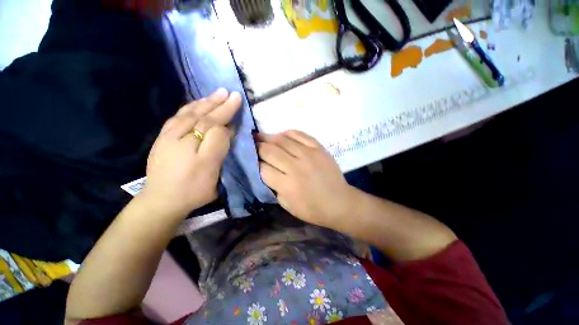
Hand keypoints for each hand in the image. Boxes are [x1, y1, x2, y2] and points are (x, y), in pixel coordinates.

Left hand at [141, 89, 240, 216]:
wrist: (161, 199)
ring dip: (206, 102)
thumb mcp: (212, 175)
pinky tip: (197, 103)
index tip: (238, 105)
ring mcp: (169, 136)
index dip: (227, 116)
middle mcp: (182, 137)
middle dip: (219, 104)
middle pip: (203, 117)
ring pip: (190, 113)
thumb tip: (226, 131)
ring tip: (218, 93)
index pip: (215, 127)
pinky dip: (190, 107)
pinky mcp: (163, 137)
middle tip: (231, 93)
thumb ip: (219, 149)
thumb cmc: (193, 189)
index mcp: (197, 148)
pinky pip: (178, 116)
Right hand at [257, 130, 355, 228]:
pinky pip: (300, 134)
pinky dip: (288, 133)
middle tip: (253, 145)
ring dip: (269, 138)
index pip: (262, 168)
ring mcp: (308, 154)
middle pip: (269, 150)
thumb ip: (273, 187)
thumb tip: (264, 170)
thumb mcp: (287, 205)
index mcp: (287, 185)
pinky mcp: (319, 148)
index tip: (251, 161)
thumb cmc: (312, 209)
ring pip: (282, 139)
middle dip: (258, 147)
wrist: (340, 202)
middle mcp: (296, 167)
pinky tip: (282, 135)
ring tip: (263, 137)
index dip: (254, 163)